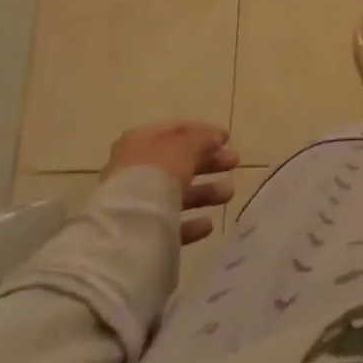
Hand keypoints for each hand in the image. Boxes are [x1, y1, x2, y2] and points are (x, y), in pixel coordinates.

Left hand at [104, 121, 237, 246]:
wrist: (128, 227)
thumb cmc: (158, 173)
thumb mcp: (187, 145)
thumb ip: (204, 137)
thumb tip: (218, 137)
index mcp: (140, 141)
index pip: (176, 130)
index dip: (203, 132)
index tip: (227, 139)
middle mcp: (135, 168)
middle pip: (178, 161)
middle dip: (209, 162)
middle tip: (234, 163)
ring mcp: (135, 202)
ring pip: (176, 192)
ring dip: (205, 192)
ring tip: (228, 194)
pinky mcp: (139, 233)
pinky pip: (169, 223)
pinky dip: (191, 222)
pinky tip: (208, 224)